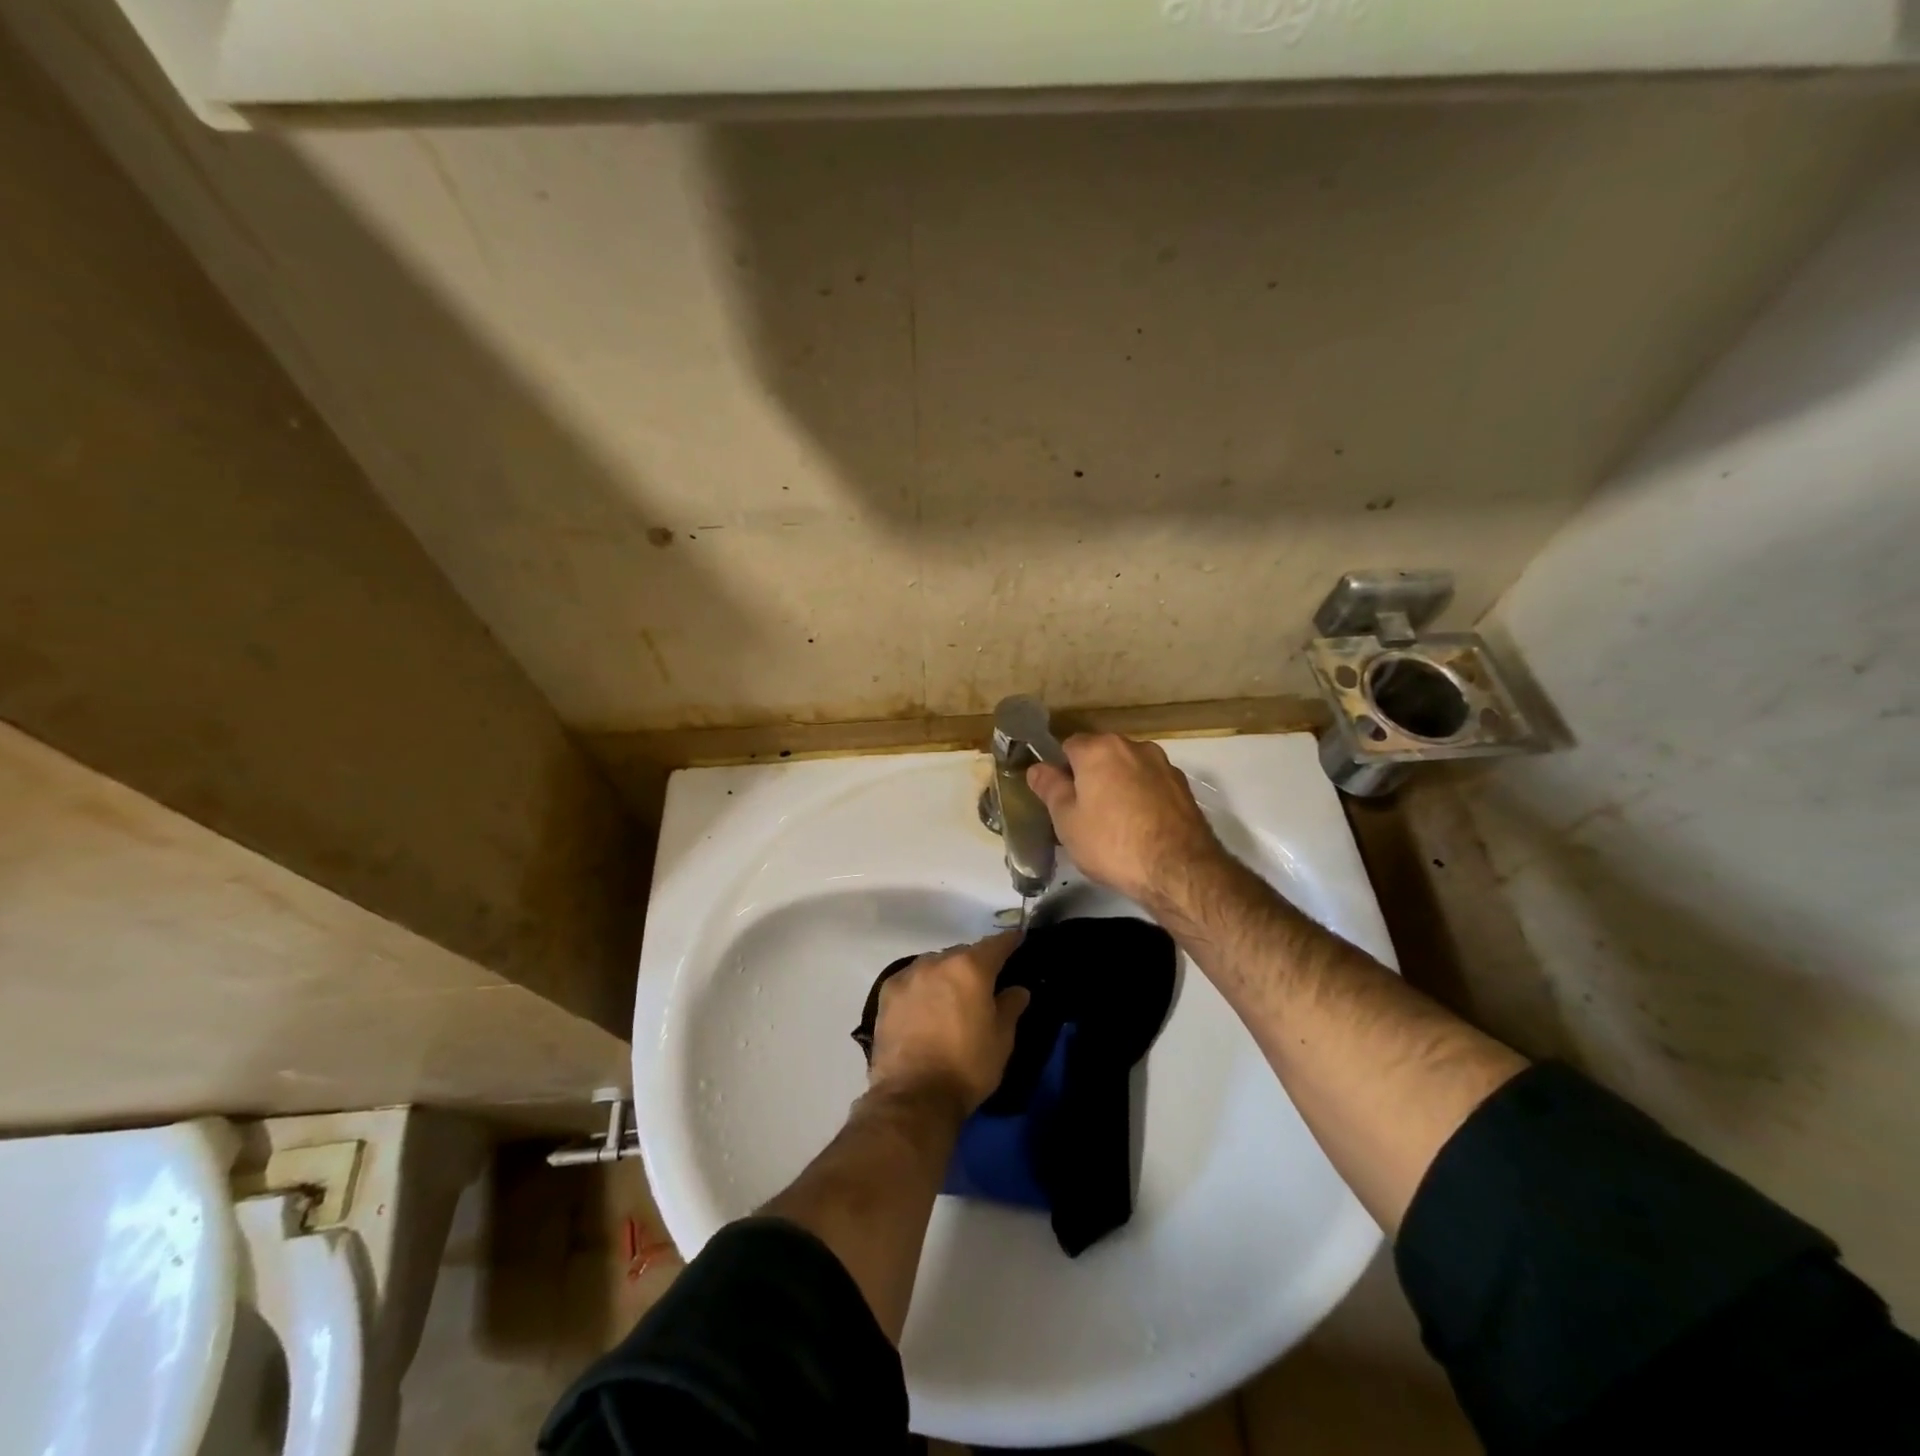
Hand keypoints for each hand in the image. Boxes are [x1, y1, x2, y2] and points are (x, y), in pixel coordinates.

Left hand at [868, 932, 1029, 1115]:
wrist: (913, 1096)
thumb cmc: (966, 1066)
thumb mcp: (1001, 1040)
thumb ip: (1010, 1007)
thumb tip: (1017, 989)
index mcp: (970, 968)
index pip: (996, 945)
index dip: (1009, 942)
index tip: (1017, 939)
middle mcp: (937, 962)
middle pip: (963, 953)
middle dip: (975, 964)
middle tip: (983, 983)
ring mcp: (909, 975)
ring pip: (935, 964)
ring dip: (946, 974)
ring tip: (951, 996)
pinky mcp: (887, 993)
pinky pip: (912, 979)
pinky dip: (923, 986)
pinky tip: (925, 1005)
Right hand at [1027, 733, 1224, 907]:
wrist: (1179, 871)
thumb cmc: (1112, 843)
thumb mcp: (1067, 820)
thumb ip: (1050, 788)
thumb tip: (1037, 767)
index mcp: (1099, 749)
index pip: (1068, 746)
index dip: (1060, 771)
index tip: (1059, 798)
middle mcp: (1134, 746)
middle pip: (1101, 755)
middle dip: (1091, 777)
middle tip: (1083, 814)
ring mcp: (1163, 765)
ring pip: (1129, 770)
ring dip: (1119, 787)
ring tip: (1115, 825)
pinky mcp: (1184, 788)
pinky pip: (1152, 786)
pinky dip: (1143, 799)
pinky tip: (1141, 829)